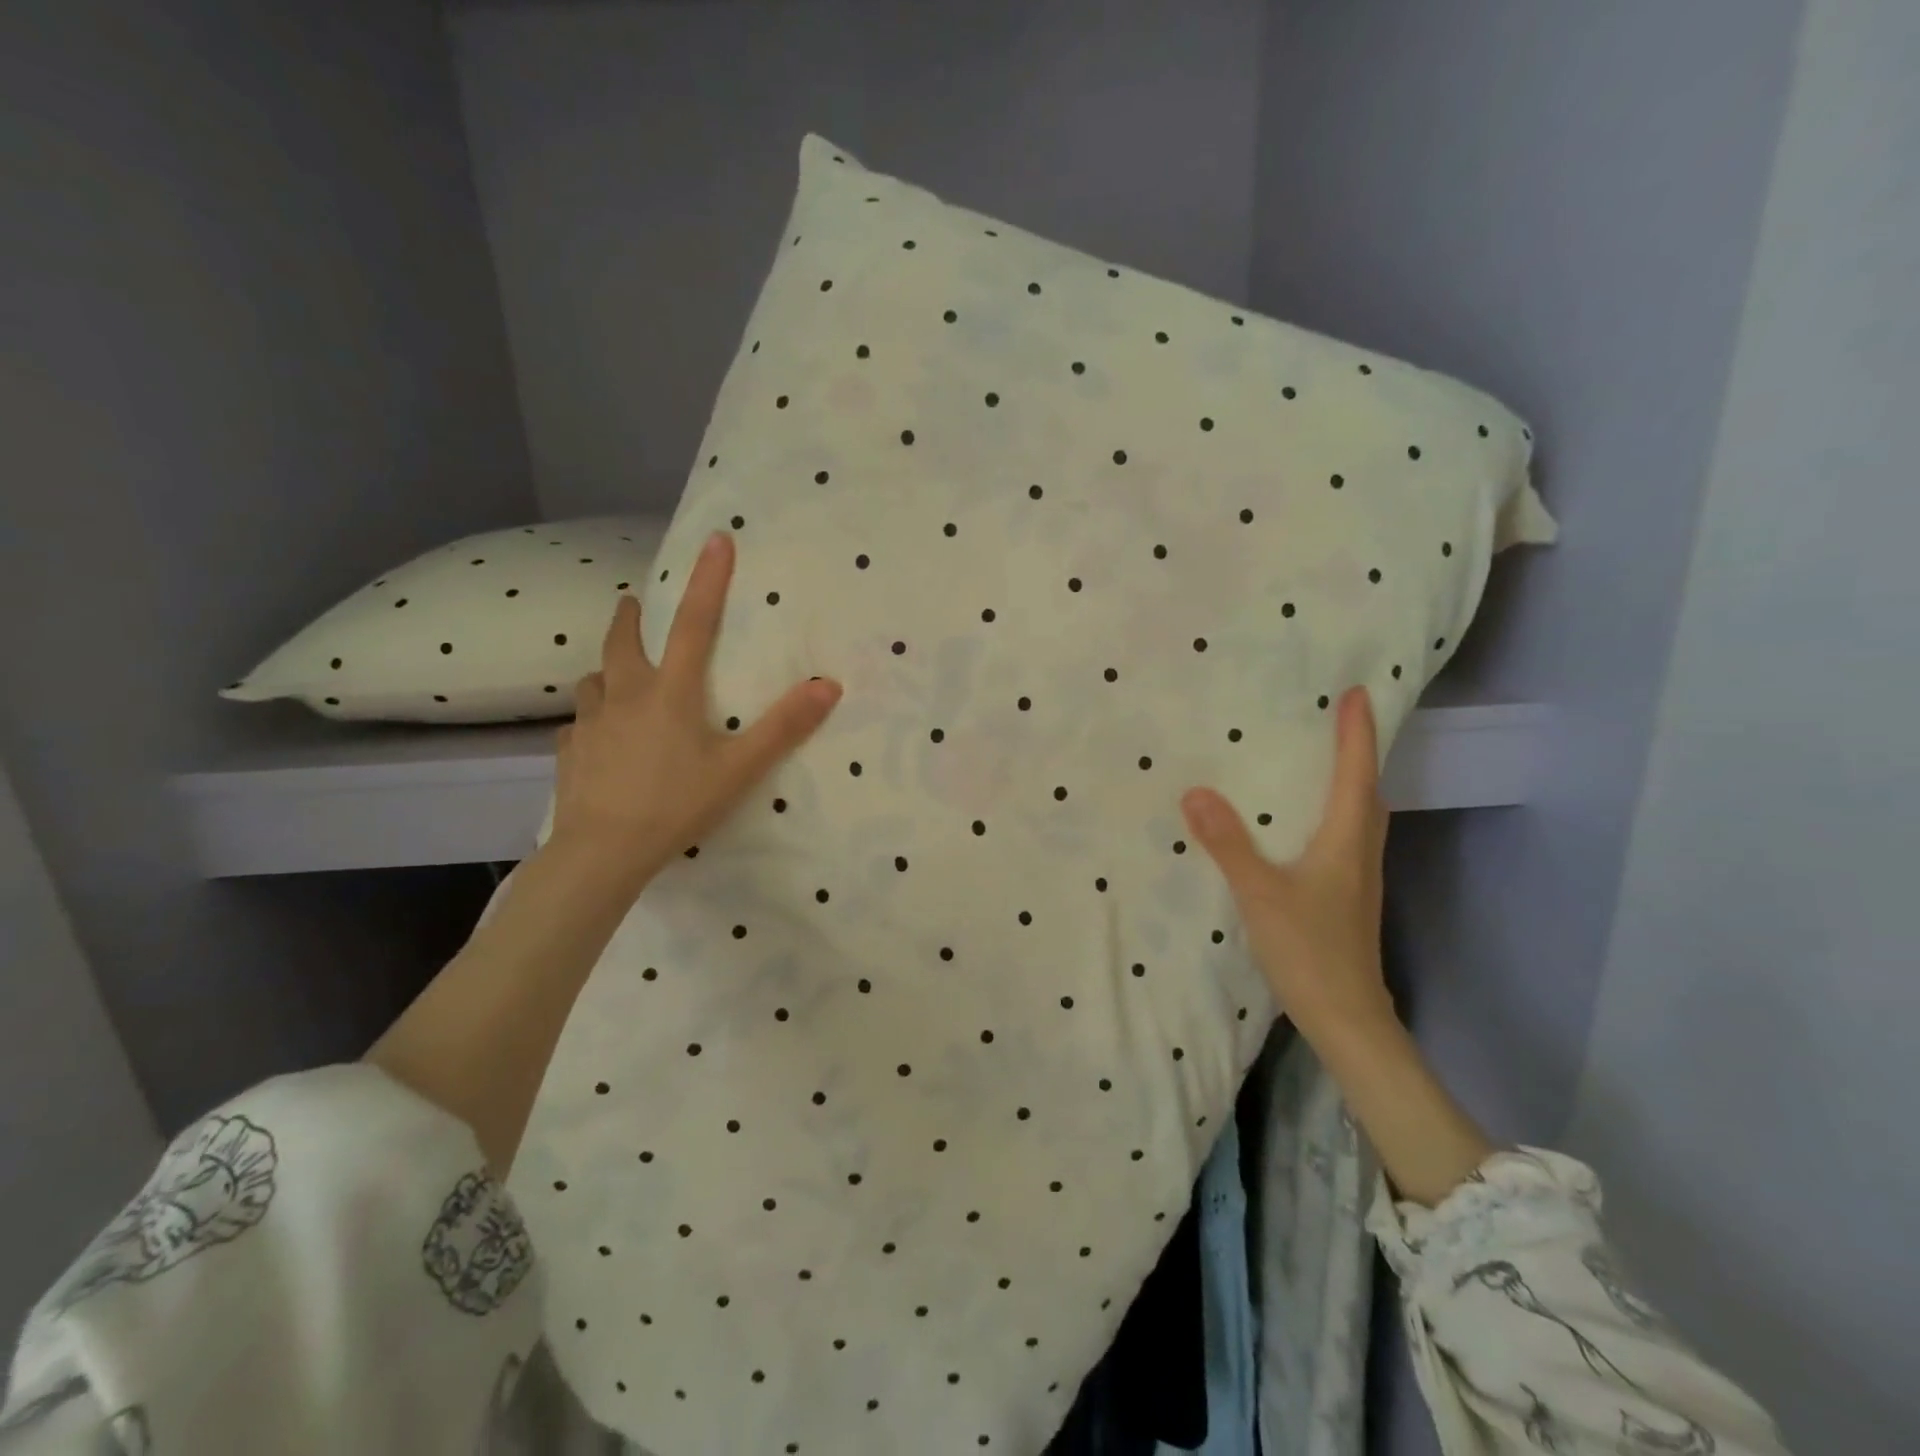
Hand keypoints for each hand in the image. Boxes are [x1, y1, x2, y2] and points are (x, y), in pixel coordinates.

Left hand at [550, 531, 841, 890]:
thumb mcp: (740, 769)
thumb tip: (828, 685)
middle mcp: (624, 695)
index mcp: (669, 692)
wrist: (602, 853)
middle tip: (634, 604)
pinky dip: (593, 721)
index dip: (708, 580)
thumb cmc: (676, 805)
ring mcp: (590, 724)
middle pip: (622, 641)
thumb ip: (783, 727)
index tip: (715, 539)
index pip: (695, 624)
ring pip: (594, 681)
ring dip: (608, 671)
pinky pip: (580, 725)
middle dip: (631, 617)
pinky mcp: (568, 753)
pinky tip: (600, 741)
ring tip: (618, 680)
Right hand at [1180, 686, 1393, 1044]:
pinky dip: (1334, 812)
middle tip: (1338, 718)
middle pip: (1368, 790)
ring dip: (1349, 781)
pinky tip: (1304, 822)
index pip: (1356, 773)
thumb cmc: (1309, 950)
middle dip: (1357, 751)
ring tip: (1320, 760)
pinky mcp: (1347, 896)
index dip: (1357, 732)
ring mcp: (1358, 877)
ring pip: (1361, 815)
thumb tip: (1195, 791)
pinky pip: (1346, 836)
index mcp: (1347, 840)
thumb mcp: (1260, 893)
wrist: (1346, 1017)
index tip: (1357, 692)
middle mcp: (1360, 851)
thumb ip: (1228, 843)